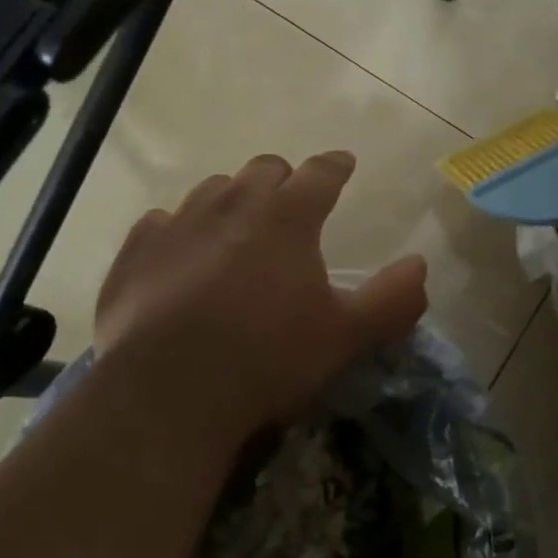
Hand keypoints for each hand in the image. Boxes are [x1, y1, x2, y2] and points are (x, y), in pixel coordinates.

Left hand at [91, 152, 427, 446]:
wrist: (167, 394)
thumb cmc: (267, 359)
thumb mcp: (345, 337)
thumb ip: (393, 299)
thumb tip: (420, 265)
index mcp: (287, 217)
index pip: (321, 172)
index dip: (336, 166)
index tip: (344, 163)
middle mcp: (233, 204)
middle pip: (264, 169)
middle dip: (283, 179)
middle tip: (290, 204)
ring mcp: (179, 223)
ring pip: (212, 189)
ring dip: (232, 200)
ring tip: (237, 229)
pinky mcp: (136, 251)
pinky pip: (161, 222)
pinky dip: (179, 231)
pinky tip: (181, 257)